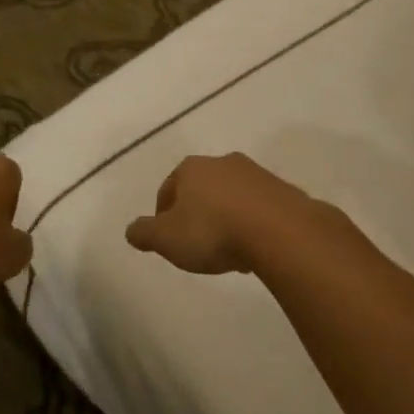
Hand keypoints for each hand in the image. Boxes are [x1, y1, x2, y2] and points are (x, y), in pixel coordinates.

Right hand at [125, 153, 323, 274]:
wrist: (279, 231)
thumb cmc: (213, 231)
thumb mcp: (167, 238)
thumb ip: (145, 233)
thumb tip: (131, 230)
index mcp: (190, 168)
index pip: (168, 189)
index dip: (163, 215)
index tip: (167, 240)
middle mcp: (221, 162)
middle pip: (201, 190)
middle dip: (197, 214)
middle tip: (197, 246)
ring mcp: (255, 173)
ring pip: (231, 197)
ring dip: (226, 218)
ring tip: (228, 251)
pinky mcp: (282, 190)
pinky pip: (258, 207)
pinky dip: (252, 223)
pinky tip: (253, 248)